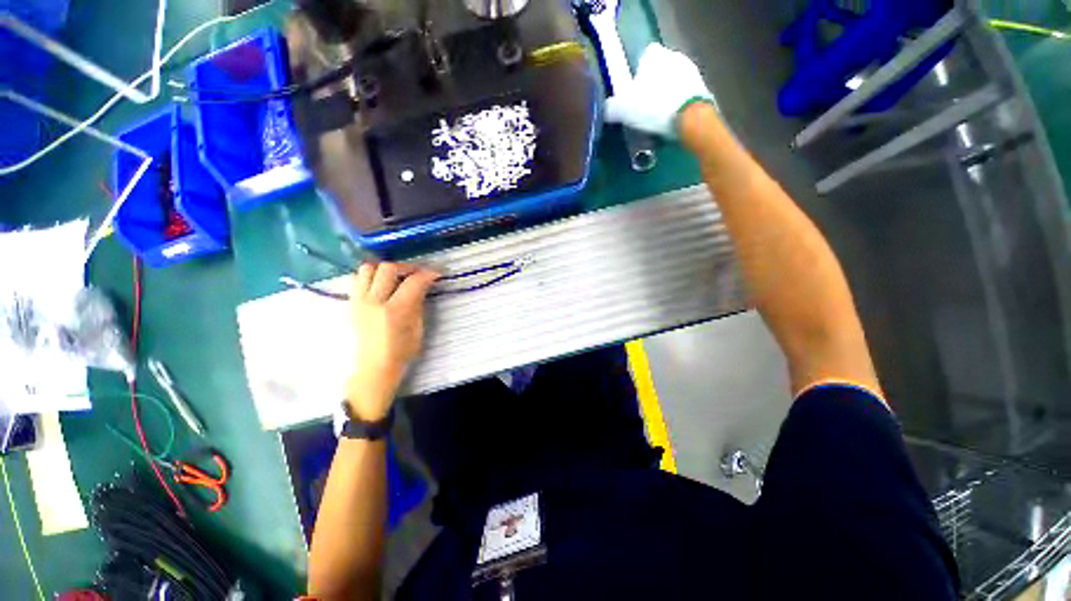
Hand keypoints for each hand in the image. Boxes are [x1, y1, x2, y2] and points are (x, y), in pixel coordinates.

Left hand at [346, 263, 439, 420]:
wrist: (372, 368)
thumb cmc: (400, 353)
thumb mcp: (417, 329)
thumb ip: (418, 304)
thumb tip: (423, 286)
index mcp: (395, 311)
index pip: (413, 282)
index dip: (428, 274)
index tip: (436, 274)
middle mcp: (374, 302)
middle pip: (388, 268)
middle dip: (407, 267)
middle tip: (418, 273)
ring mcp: (359, 301)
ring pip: (368, 269)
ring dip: (385, 269)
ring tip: (397, 276)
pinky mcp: (351, 303)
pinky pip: (358, 279)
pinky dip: (372, 276)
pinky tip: (382, 285)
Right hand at [604, 43, 716, 138]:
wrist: (689, 118)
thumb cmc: (653, 106)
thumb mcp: (623, 109)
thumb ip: (611, 107)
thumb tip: (607, 109)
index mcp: (653, 54)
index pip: (643, 57)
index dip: (637, 74)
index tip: (633, 93)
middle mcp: (673, 55)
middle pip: (659, 69)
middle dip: (652, 85)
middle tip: (643, 106)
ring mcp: (690, 70)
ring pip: (672, 81)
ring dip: (665, 94)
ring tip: (657, 117)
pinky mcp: (702, 87)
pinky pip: (684, 94)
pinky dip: (677, 104)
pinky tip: (671, 120)